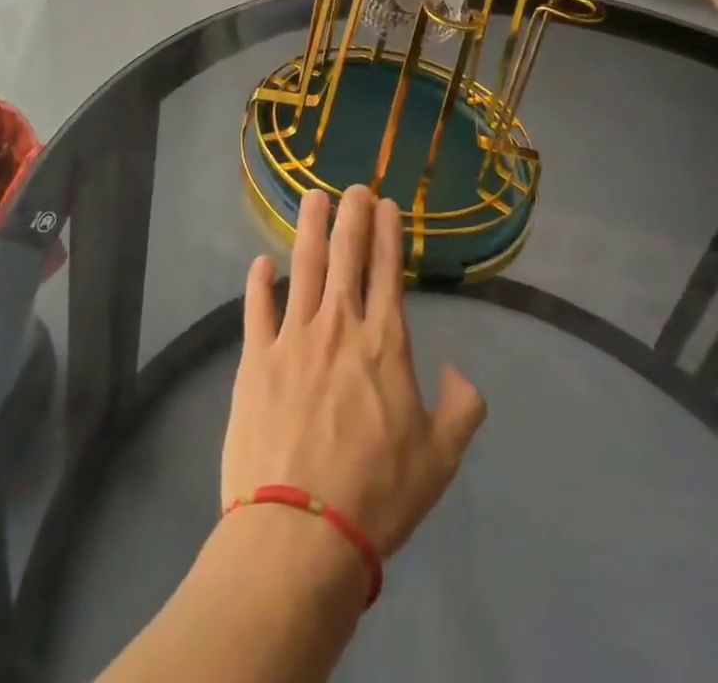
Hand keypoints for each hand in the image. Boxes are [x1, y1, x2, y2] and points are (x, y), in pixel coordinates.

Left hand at [222, 186, 485, 557]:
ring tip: (314, 197)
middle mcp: (339, 325)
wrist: (302, 531)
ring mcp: (293, 337)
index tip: (386, 205)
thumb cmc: (378, 494)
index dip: (387, 233)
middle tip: (354, 186)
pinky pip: (256, 308)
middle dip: (352, 215)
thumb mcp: (441, 458)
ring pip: (303, 266)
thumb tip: (460, 371)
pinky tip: (262, 262)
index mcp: (384, 343)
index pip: (387, 271)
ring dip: (310, 228)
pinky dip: (258, 282)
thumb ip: (462, 408)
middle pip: (346, 255)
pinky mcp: (255, 359)